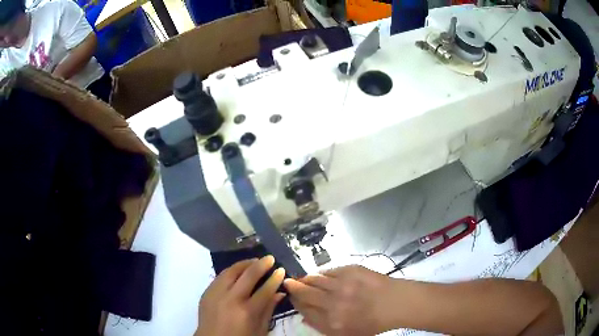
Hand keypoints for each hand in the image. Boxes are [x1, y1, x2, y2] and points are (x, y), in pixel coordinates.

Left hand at [195, 256, 285, 335]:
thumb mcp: (259, 330)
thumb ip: (269, 310)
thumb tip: (279, 293)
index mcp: (247, 312)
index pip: (265, 290)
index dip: (275, 278)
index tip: (281, 270)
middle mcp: (231, 299)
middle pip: (248, 275)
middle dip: (261, 265)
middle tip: (270, 258)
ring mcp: (216, 294)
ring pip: (231, 271)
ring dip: (245, 264)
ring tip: (255, 261)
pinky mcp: (206, 292)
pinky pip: (220, 276)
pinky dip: (231, 271)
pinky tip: (238, 270)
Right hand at [284, 265, 397, 335]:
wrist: (395, 303)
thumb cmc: (372, 323)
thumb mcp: (347, 334)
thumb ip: (322, 327)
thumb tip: (304, 316)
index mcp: (332, 322)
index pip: (304, 311)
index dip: (296, 303)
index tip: (293, 299)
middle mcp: (333, 303)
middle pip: (305, 293)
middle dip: (294, 287)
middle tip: (288, 282)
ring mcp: (342, 285)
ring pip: (315, 279)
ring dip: (306, 279)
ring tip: (302, 278)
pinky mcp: (350, 270)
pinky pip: (329, 271)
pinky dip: (322, 273)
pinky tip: (321, 275)